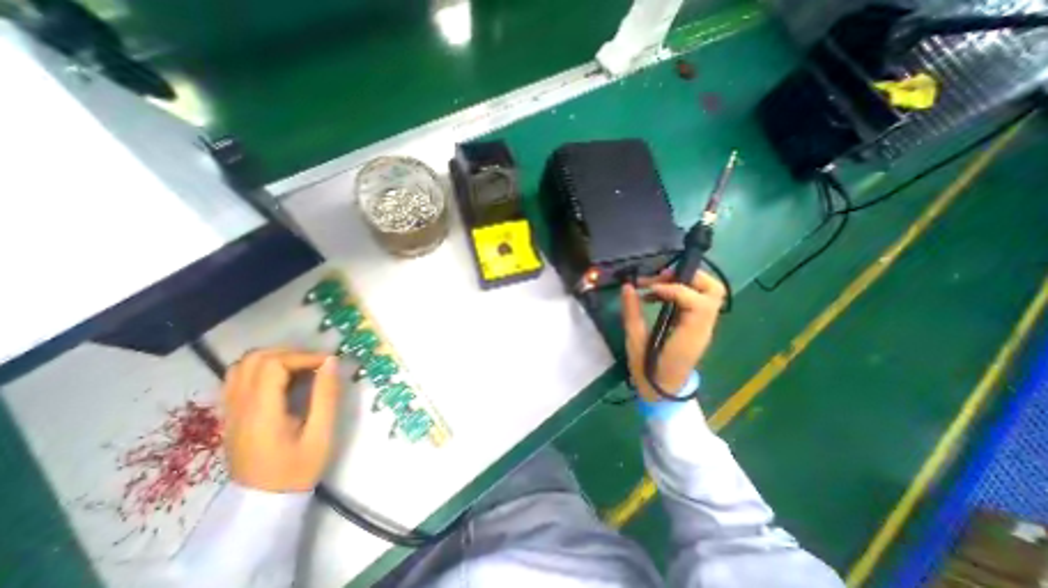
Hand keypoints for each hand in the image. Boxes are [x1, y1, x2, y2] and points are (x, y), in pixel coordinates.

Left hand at [223, 349, 341, 491]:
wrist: (264, 503)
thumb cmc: (298, 468)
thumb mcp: (321, 433)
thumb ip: (326, 395)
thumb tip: (332, 361)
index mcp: (261, 413)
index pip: (273, 365)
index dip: (304, 357)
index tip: (328, 364)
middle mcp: (238, 408)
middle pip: (254, 360)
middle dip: (290, 353)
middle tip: (316, 364)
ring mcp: (230, 412)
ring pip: (241, 366)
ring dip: (274, 359)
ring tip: (301, 369)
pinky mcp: (231, 416)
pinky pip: (237, 379)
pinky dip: (261, 370)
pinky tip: (282, 380)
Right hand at [616, 269, 725, 399]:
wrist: (664, 393)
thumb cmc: (648, 372)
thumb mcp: (635, 343)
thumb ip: (631, 313)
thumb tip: (627, 287)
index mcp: (690, 336)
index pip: (696, 302)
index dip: (673, 289)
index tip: (649, 288)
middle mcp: (703, 328)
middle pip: (714, 291)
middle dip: (689, 276)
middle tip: (661, 277)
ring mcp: (703, 327)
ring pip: (710, 293)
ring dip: (687, 281)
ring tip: (659, 283)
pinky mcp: (697, 326)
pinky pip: (698, 300)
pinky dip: (681, 291)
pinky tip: (658, 296)